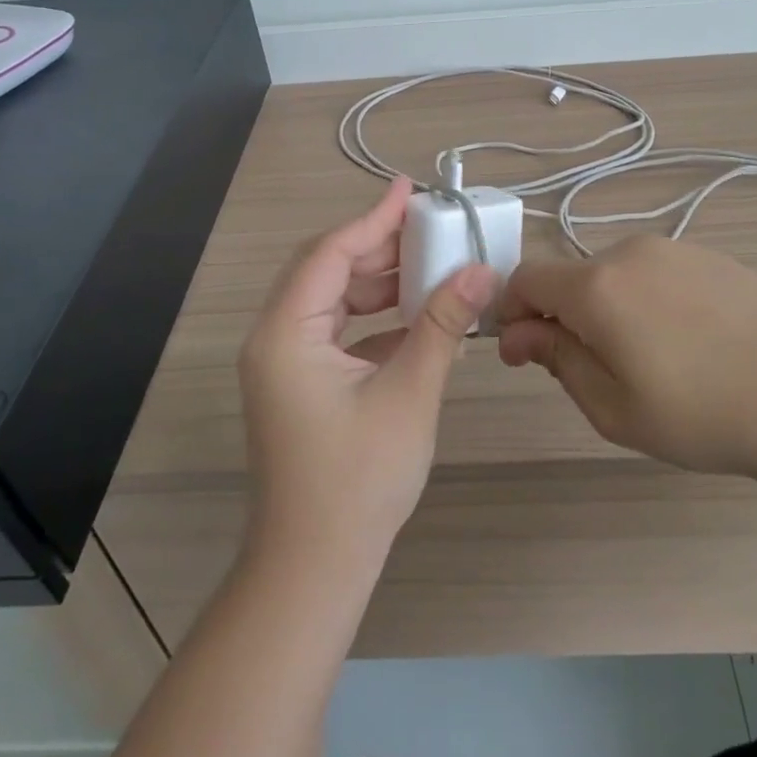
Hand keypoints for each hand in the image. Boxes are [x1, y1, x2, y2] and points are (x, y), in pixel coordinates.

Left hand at [239, 178, 495, 568]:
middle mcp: (275, 338)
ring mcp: (284, 363)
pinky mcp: (299, 383)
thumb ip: (443, 324)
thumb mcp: (409, 393)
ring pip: (331, 300)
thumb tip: (482, 270)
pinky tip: (415, 316)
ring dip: (377, 282)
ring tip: (429, 265)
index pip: (330, 253)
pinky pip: (335, 331)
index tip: (410, 189)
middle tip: (429, 228)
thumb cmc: (358, 480)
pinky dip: (373, 318)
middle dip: (378, 246)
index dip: (373, 217)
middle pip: (326, 270)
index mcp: (286, 332)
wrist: (315, 568)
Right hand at [497, 235, 756, 502]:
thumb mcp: (614, 408)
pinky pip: (656, 274)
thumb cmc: (704, 415)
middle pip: (572, 277)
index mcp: (597, 285)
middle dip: (563, 317)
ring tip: (649, 362)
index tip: (522, 353)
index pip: (526, 278)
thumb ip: (558, 360)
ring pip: (614, 275)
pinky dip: (647, 302)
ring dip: (607, 310)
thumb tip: (519, 333)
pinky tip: (687, 343)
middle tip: (593, 373)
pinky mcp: (711, 256)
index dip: (511, 312)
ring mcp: (676, 248)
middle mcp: (629, 251)